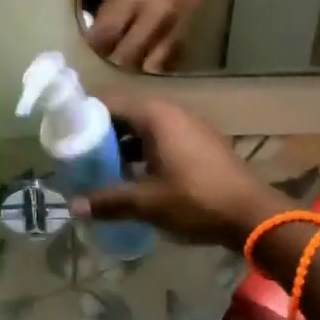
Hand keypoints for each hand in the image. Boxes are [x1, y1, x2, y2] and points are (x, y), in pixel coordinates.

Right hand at [77, 95, 285, 248]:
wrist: (254, 216)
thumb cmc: (196, 200)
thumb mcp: (147, 203)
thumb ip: (108, 201)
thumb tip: (73, 207)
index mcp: (154, 115)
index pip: (107, 103)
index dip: (83, 117)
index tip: (65, 137)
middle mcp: (170, 112)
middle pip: (125, 114)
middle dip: (101, 134)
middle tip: (79, 156)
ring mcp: (188, 126)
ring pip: (143, 128)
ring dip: (122, 145)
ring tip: (101, 169)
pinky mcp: (200, 142)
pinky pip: (161, 138)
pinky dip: (143, 152)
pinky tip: (134, 177)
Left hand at [88, 0, 214, 72]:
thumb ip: (110, 14)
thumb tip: (94, 40)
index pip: (107, 30)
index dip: (94, 45)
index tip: (87, 51)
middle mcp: (155, 15)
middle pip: (126, 54)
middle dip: (112, 62)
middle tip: (104, 63)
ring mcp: (172, 30)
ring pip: (147, 66)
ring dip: (132, 69)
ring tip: (123, 66)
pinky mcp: (184, 39)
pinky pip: (164, 64)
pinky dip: (151, 68)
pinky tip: (143, 65)